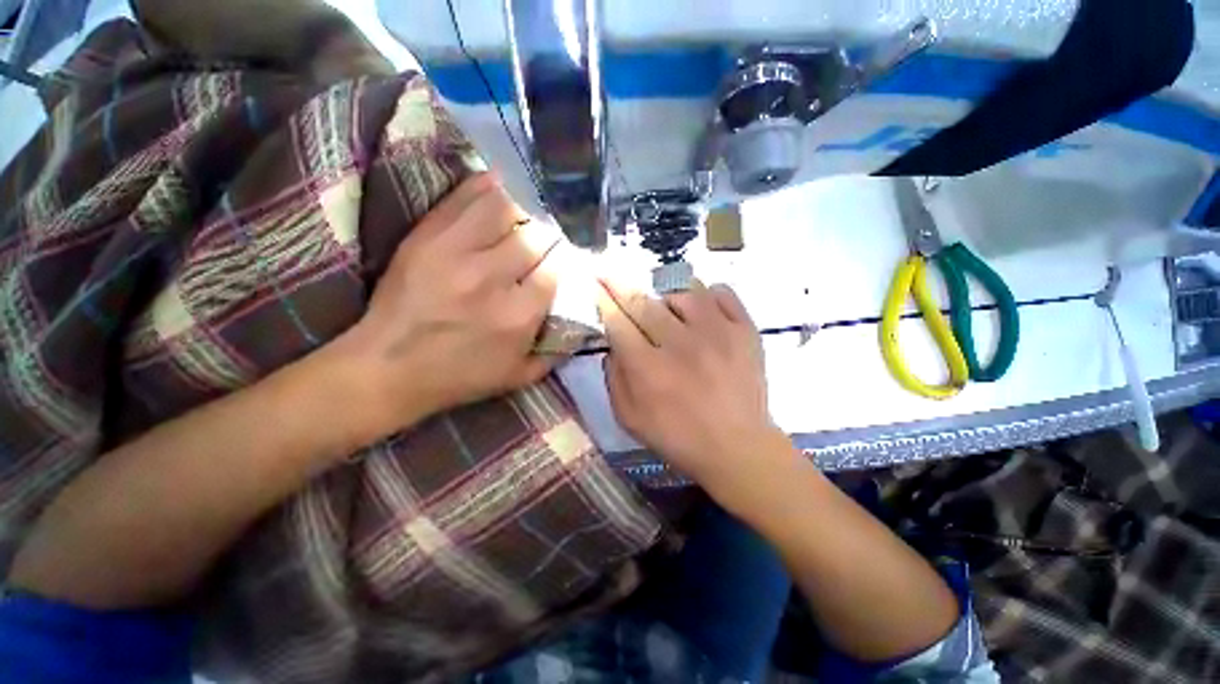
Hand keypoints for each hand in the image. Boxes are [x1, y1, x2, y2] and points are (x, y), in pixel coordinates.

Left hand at [332, 173, 562, 440]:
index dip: (563, 260)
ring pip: (505, 207)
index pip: (557, 267)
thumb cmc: (459, 377)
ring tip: (523, 216)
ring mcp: (457, 252)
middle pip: (536, 235)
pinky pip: (464, 197)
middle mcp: (494, 277)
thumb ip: (556, 352)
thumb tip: (581, 325)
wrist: (388, 370)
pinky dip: (486, 185)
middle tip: (544, 241)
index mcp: (520, 314)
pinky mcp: (427, 237)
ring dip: (522, 209)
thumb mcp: (520, 376)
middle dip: (547, 236)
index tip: (561, 261)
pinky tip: (499, 184)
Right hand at [597, 279, 783, 491]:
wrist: (738, 448)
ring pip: (683, 291)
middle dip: (621, 286)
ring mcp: (717, 333)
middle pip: (644, 302)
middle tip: (611, 274)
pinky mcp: (745, 330)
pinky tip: (701, 307)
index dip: (603, 299)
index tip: (595, 283)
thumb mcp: (630, 419)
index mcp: (649, 369)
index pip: (618, 322)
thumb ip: (614, 379)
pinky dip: (707, 293)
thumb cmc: (679, 438)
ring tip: (666, 309)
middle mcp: (680, 344)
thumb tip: (613, 344)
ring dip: (666, 296)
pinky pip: (722, 293)